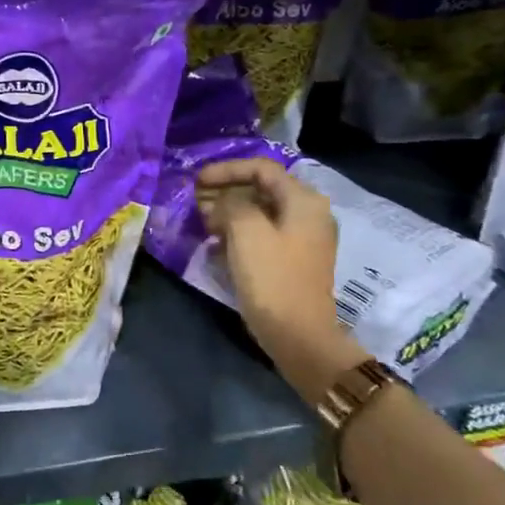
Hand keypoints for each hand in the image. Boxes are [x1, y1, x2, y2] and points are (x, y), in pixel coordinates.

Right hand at [195, 158, 367, 404]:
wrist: (299, 336)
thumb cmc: (272, 278)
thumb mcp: (246, 231)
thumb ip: (230, 204)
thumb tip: (221, 204)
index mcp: (303, 201)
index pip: (261, 168)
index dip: (226, 170)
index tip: (196, 181)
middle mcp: (309, 214)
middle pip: (261, 189)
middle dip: (226, 191)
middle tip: (195, 201)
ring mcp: (303, 239)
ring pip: (260, 213)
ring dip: (229, 213)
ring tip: (202, 222)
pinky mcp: (293, 261)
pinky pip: (262, 234)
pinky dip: (238, 233)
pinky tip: (217, 244)